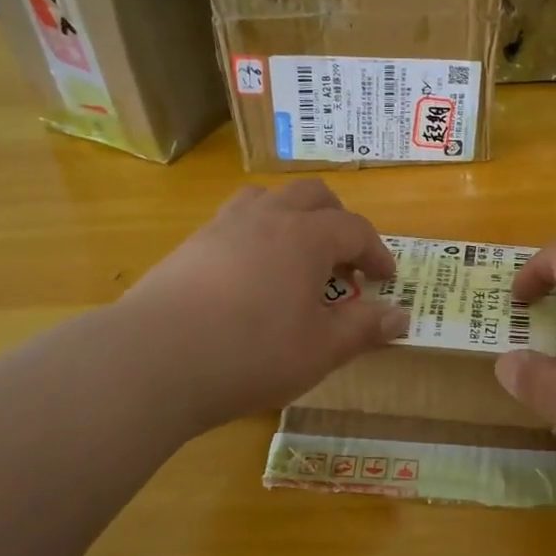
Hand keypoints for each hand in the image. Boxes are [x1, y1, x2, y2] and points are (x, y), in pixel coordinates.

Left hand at [118, 180, 408, 427]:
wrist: (153, 359)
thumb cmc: (251, 353)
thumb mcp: (320, 350)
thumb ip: (364, 329)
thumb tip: (402, 318)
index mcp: (306, 236)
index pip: (355, 229)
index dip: (377, 252)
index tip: (384, 280)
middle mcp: (268, 217)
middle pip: (313, 196)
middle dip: (338, 221)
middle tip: (344, 260)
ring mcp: (223, 226)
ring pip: (268, 199)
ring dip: (293, 217)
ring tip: (296, 256)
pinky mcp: (190, 245)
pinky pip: (235, 221)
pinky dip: (257, 235)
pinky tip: (250, 275)